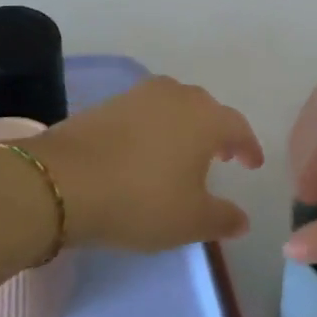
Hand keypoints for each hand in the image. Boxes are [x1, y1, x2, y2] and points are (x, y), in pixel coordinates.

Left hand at [29, 76, 263, 251]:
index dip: (248, 148)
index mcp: (206, 118)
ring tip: (182, 153)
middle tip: (221, 156)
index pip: (238, 127)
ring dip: (185, 127)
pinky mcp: (108, 103)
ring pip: (174, 106)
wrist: (63, 182)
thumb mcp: (190, 221)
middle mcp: (177, 96)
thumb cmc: (140, 200)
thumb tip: (243, 219)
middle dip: (218, 132)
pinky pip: (145, 112)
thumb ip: (223, 218)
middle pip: (207, 110)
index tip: (252, 164)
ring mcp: (139, 95)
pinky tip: (146, 152)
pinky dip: (154, 128)